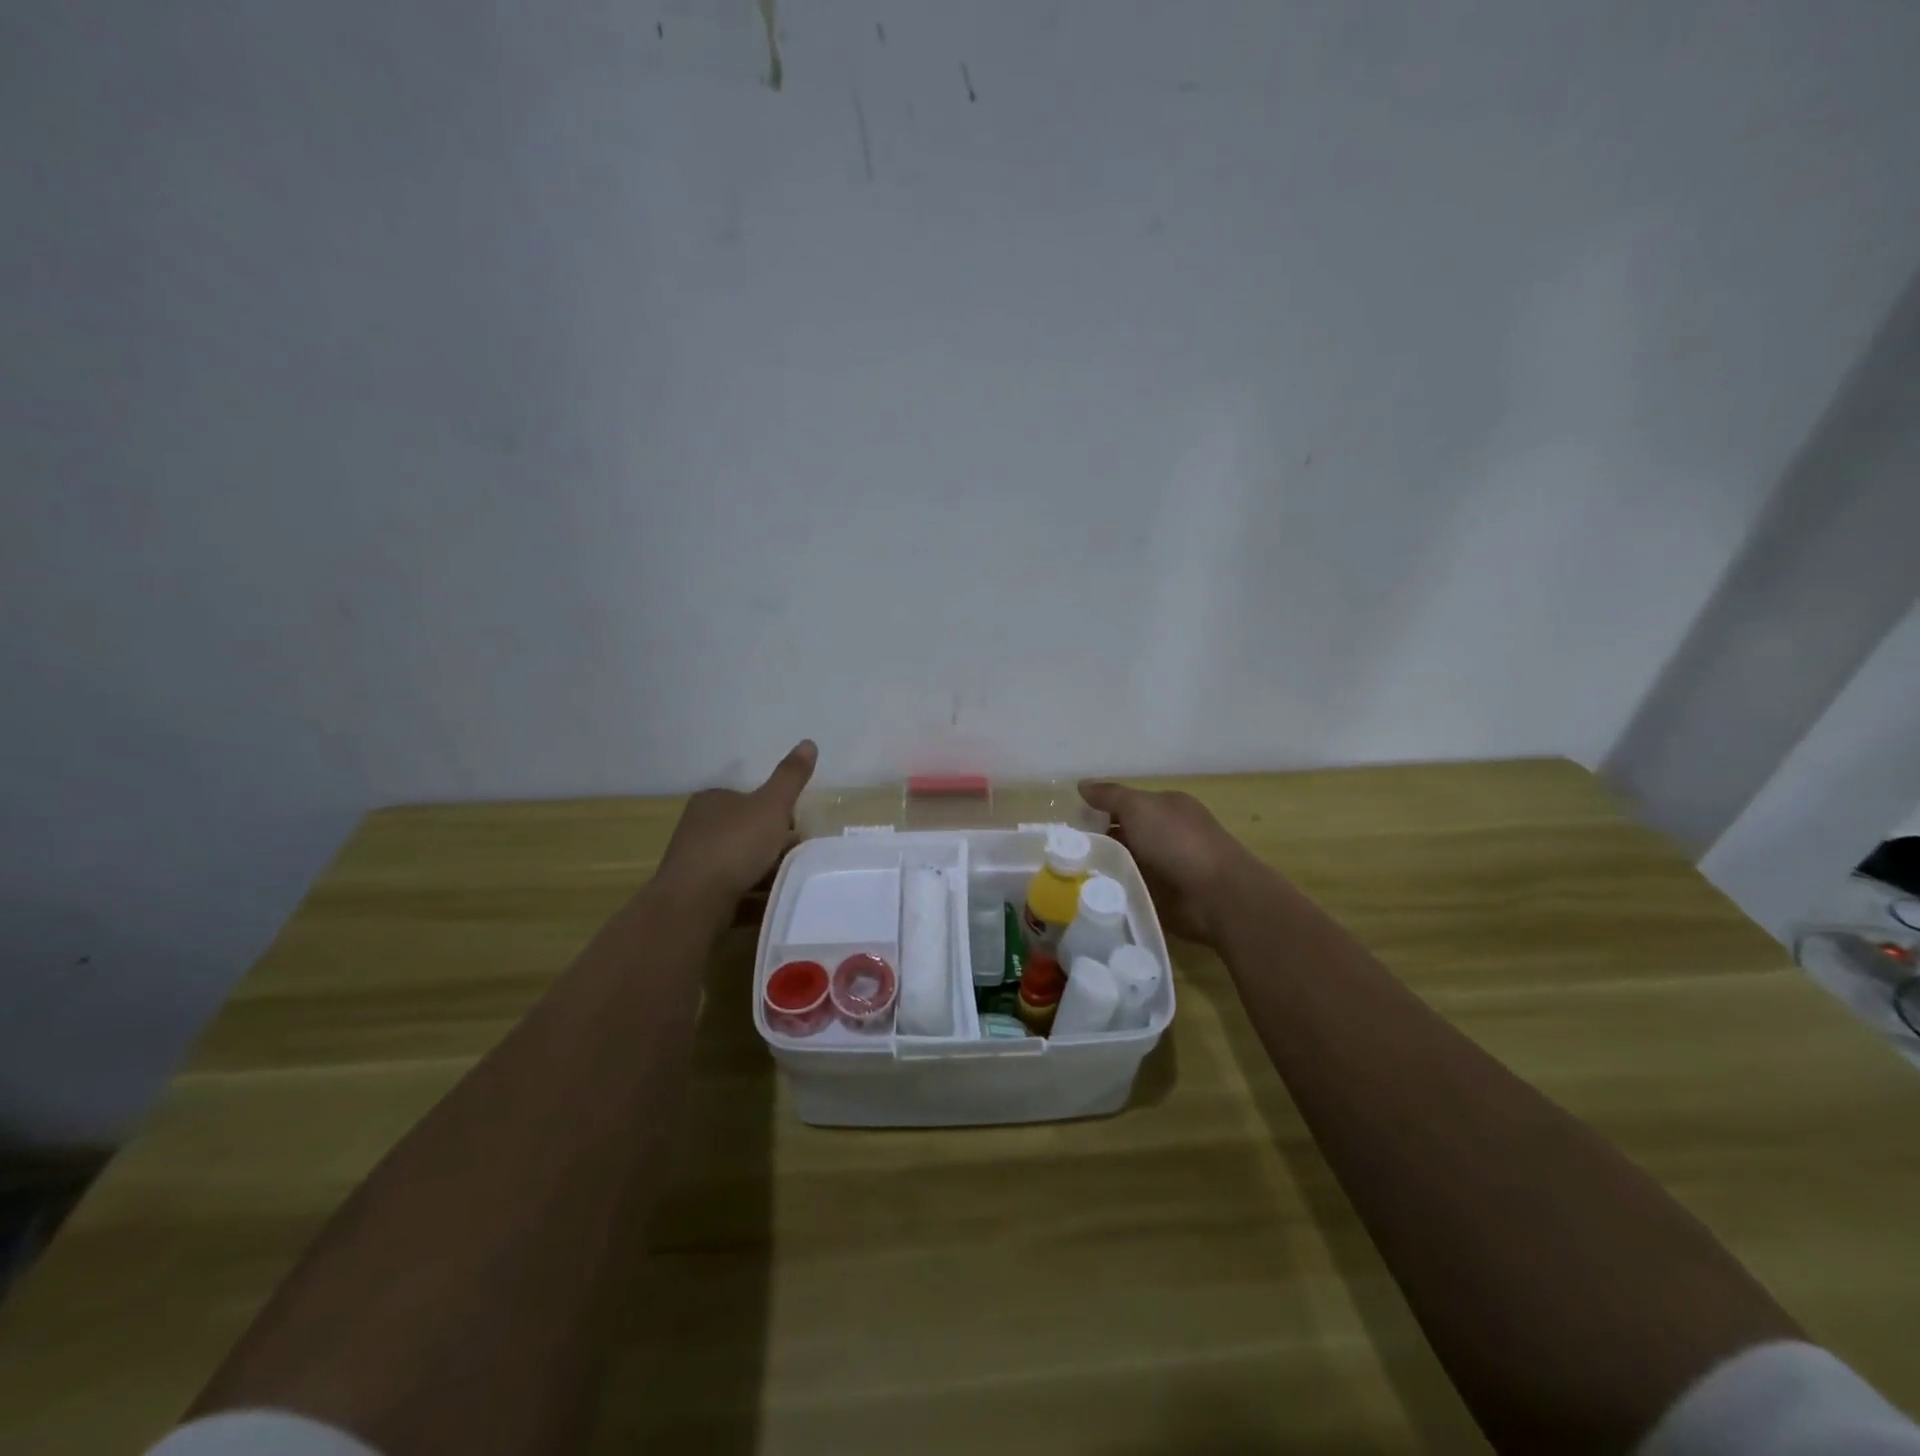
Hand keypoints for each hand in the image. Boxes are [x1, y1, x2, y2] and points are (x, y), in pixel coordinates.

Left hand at [657, 740, 817, 912]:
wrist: (694, 902)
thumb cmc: (735, 845)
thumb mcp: (772, 805)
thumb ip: (791, 777)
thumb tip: (809, 742)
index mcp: (713, 800)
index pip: (750, 799)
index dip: (777, 812)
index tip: (796, 830)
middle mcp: (698, 827)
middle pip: (746, 831)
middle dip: (772, 844)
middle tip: (796, 858)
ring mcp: (694, 862)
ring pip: (739, 862)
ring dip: (763, 871)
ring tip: (787, 883)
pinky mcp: (695, 894)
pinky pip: (732, 889)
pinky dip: (751, 894)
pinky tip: (769, 904)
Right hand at [1078, 780, 1262, 945]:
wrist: (1215, 895)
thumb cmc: (1178, 841)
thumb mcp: (1139, 807)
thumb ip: (1110, 796)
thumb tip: (1082, 785)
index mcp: (1167, 807)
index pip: (1126, 804)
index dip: (1098, 810)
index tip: (1068, 823)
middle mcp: (1167, 834)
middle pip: (1122, 834)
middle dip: (1095, 841)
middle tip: (1061, 851)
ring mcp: (1166, 866)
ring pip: (1124, 862)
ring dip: (1103, 867)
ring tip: (1067, 874)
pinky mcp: (1163, 896)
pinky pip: (1131, 888)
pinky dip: (1114, 889)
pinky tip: (1089, 893)